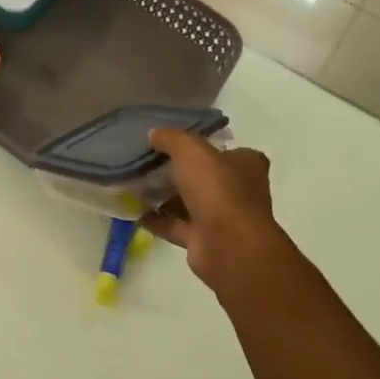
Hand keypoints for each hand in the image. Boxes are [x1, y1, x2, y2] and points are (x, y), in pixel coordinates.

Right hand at [141, 130, 290, 295]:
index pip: (227, 150)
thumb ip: (172, 138)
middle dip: (178, 172)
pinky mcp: (204, 241)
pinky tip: (133, 211)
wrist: (227, 245)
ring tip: (134, 184)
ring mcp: (222, 218)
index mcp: (246, 165)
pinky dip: (157, 220)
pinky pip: (176, 226)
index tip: (176, 143)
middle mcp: (238, 191)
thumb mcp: (191, 150)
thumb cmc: (217, 188)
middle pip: (205, 177)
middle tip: (147, 162)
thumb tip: (154, 134)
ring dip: (165, 197)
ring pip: (189, 203)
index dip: (203, 145)